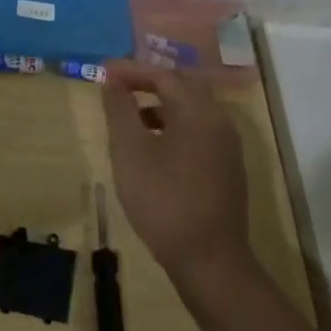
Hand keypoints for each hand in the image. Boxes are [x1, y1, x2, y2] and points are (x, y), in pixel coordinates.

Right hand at [101, 62, 250, 281]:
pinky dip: (175, 125)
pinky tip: (154, 147)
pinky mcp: (227, 168)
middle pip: (183, 86)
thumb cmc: (163, 199)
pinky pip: (199, 131)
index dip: (131, 71)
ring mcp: (227, 146)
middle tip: (119, 86)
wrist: (208, 259)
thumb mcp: (130, 152)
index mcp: (198, 110)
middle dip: (149, 82)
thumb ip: (120, 110)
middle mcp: (219, 120)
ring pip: (193, 110)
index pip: (163, 75)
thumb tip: (112, 81)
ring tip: (131, 117)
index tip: (103, 72)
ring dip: (162, 104)